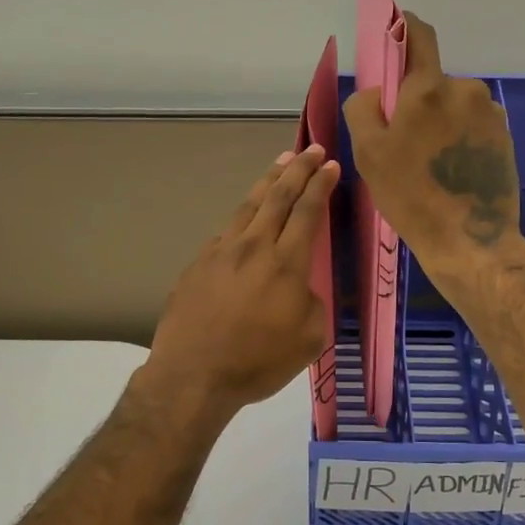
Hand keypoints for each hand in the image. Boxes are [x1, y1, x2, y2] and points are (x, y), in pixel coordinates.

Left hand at [145, 144, 339, 421]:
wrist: (193, 375)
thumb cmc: (257, 362)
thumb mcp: (309, 339)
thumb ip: (311, 303)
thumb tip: (298, 287)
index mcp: (285, 263)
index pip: (307, 211)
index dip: (320, 185)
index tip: (330, 165)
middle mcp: (253, 247)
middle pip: (278, 197)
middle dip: (298, 170)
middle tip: (310, 149)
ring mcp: (221, 252)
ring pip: (248, 206)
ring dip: (267, 181)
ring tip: (280, 162)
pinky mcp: (198, 264)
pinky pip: (226, 231)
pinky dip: (242, 216)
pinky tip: (246, 216)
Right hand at [343, 14, 524, 285]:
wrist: (471, 241)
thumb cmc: (411, 197)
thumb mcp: (369, 154)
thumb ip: (364, 108)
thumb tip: (378, 91)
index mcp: (429, 89)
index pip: (420, 36)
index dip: (404, 28)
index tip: (394, 32)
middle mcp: (465, 90)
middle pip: (433, 81)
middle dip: (416, 100)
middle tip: (404, 141)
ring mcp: (490, 114)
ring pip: (453, 105)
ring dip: (440, 121)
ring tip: (430, 163)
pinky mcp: (504, 137)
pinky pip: (472, 125)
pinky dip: (459, 138)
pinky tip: (452, 171)